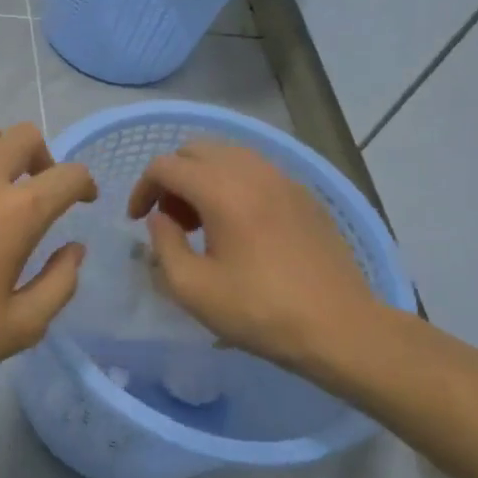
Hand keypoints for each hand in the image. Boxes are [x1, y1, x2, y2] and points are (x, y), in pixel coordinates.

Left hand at [0, 120, 97, 391]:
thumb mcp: (20, 327)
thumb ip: (60, 284)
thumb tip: (74, 249)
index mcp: (18, 211)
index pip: (68, 175)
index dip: (84, 184)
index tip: (82, 199)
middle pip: (25, 136)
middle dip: (44, 158)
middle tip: (39, 190)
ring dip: (0, 150)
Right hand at [127, 138, 382, 378]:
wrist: (340, 327)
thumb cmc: (259, 311)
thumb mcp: (192, 288)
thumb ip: (163, 244)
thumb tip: (159, 219)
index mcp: (223, 190)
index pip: (166, 166)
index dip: (142, 189)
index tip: (137, 221)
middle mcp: (254, 172)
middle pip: (197, 150)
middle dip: (172, 178)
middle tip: (169, 220)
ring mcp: (285, 180)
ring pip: (229, 155)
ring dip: (202, 179)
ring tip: (201, 223)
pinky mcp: (305, 195)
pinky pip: (257, 171)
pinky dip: (233, 185)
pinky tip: (238, 227)